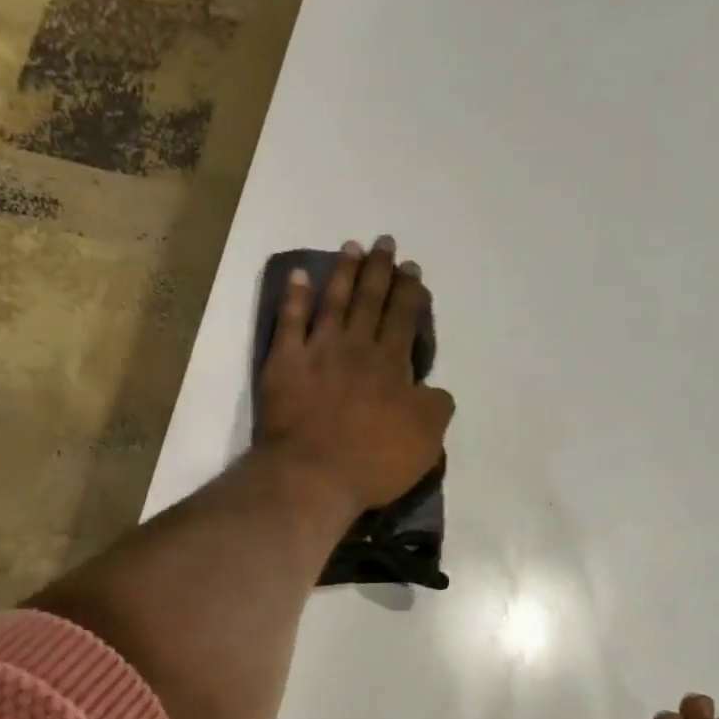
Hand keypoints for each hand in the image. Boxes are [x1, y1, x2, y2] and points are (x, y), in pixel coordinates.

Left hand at [254, 236, 455, 514]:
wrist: (313, 475)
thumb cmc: (373, 461)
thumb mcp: (425, 440)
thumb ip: (434, 407)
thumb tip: (434, 389)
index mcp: (392, 364)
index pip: (404, 318)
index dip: (410, 291)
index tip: (411, 269)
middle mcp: (356, 347)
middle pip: (370, 300)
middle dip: (380, 270)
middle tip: (384, 243)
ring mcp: (317, 351)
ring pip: (333, 302)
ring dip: (343, 273)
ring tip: (351, 247)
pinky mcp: (283, 363)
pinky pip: (289, 321)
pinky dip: (294, 297)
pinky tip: (299, 276)